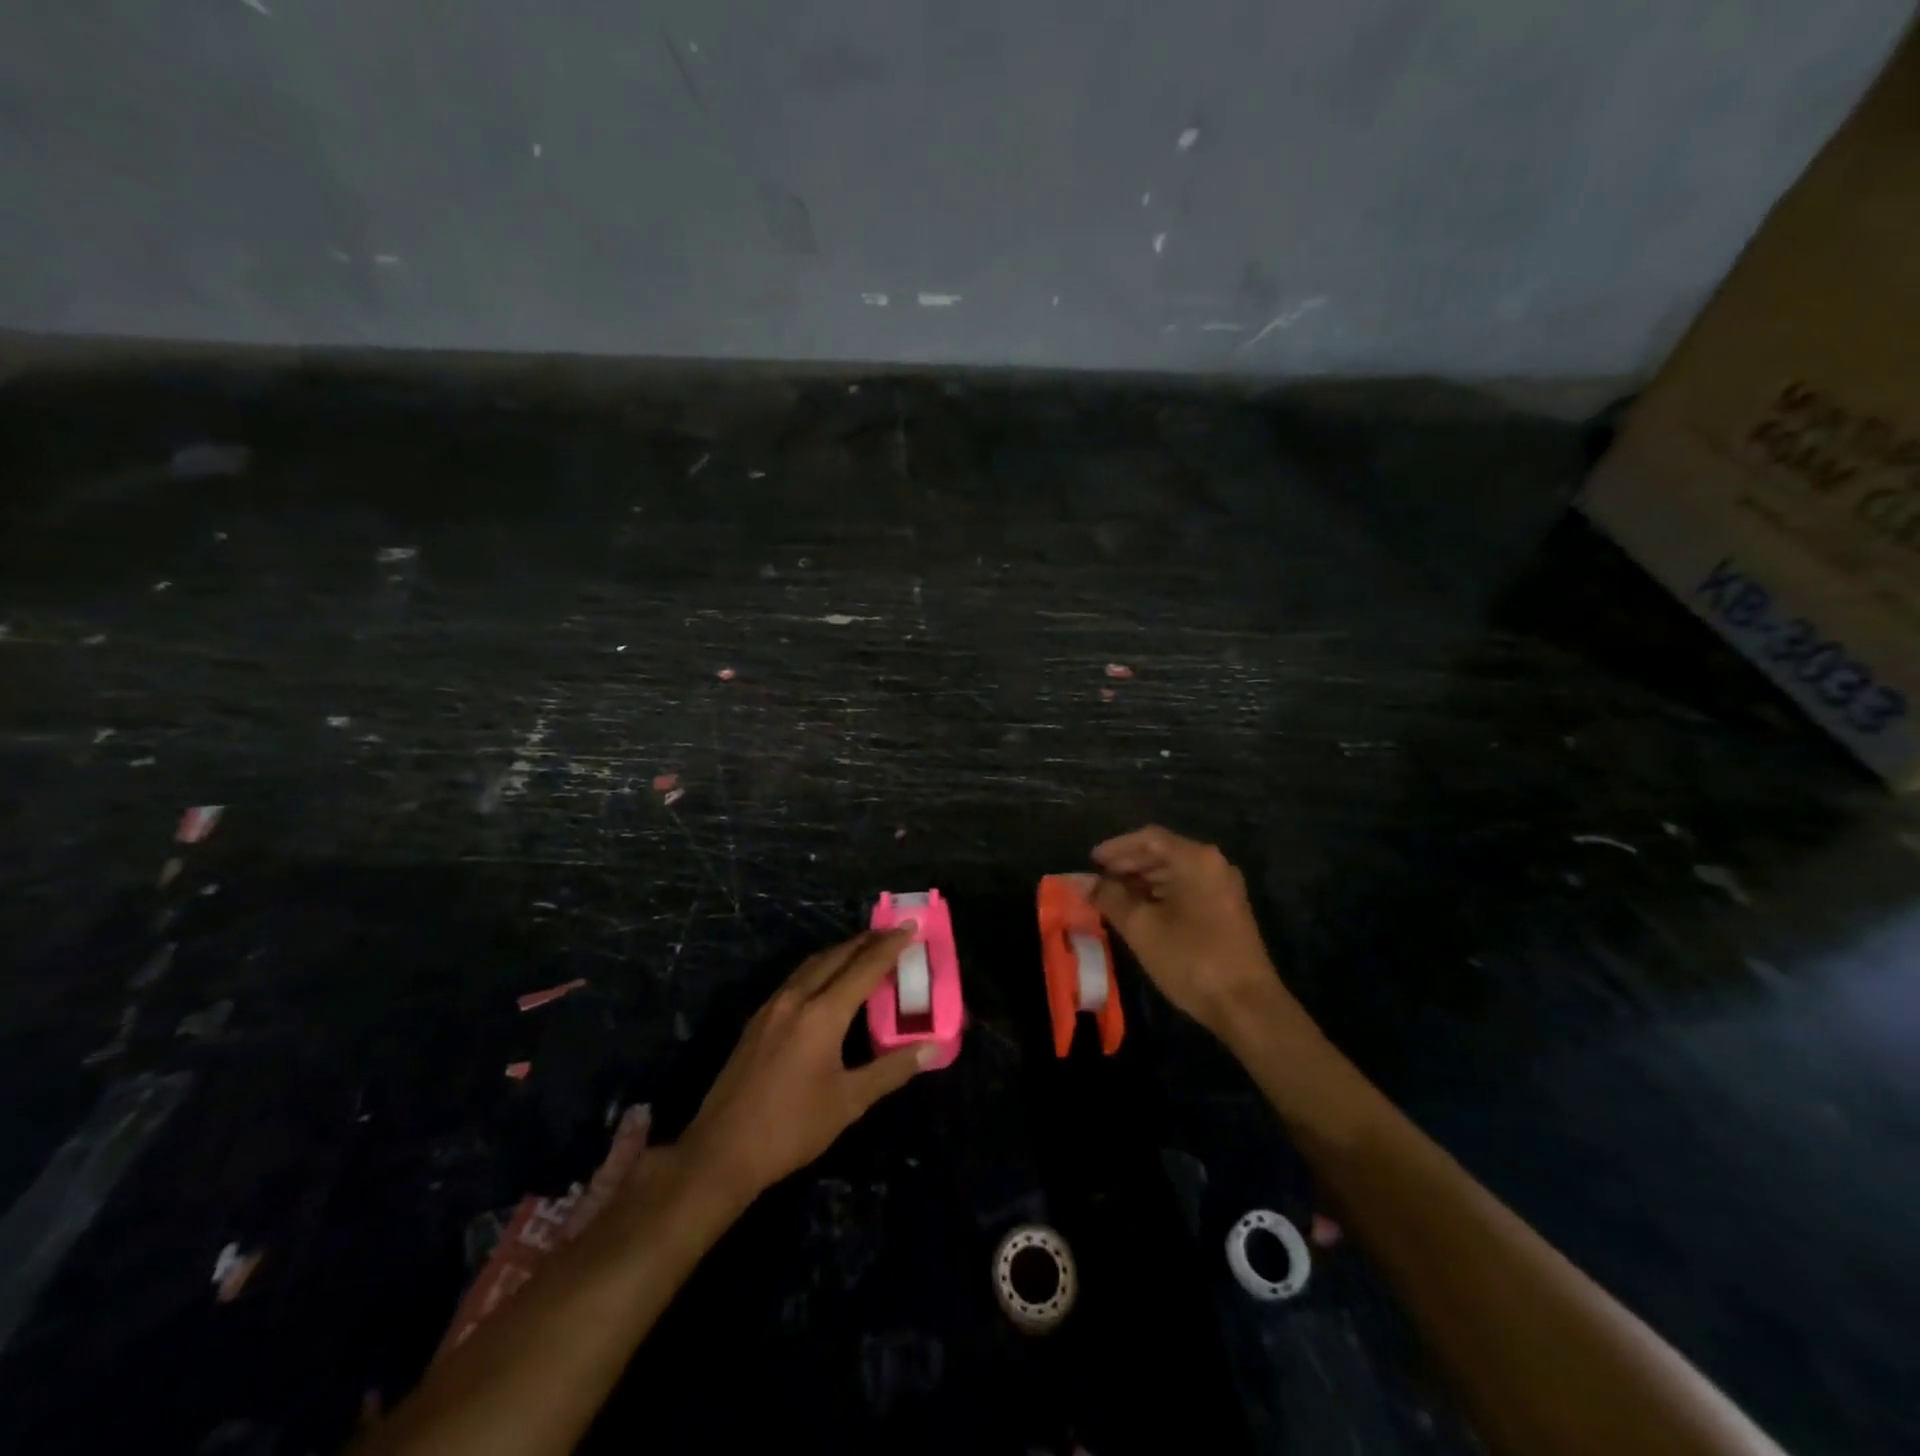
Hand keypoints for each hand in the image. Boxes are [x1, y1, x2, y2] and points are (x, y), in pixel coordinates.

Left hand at [680, 928, 933, 1203]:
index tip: (910, 926)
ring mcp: (772, 1007)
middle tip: (894, 932)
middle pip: (836, 956)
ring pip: (812, 964)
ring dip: (841, 951)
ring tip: (866, 950)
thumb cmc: (791, 1128)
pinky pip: (796, 979)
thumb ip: (891, 1070)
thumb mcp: (849, 1102)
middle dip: (867, 941)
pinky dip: (821, 968)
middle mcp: (796, 999)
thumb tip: (932, 1048)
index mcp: (822, 1014)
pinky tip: (828, 981)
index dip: (890, 946)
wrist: (721, 1151)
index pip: (864, 968)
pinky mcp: (757, 1020)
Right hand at [1090, 826, 1286, 1040]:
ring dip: (1143, 880)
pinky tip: (1140, 911)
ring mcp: (1223, 888)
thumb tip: (1087, 883)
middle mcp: (1213, 865)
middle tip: (1099, 879)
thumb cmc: (1191, 958)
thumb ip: (1110, 898)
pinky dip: (1161, 894)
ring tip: (1114, 896)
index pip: (1149, 838)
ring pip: (1175, 872)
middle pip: (1163, 852)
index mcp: (1195, 859)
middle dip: (1128, 864)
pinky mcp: (1227, 910)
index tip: (1091, 861)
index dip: (1116, 847)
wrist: (1247, 1005)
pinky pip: (1187, 889)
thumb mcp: (1141, 927)